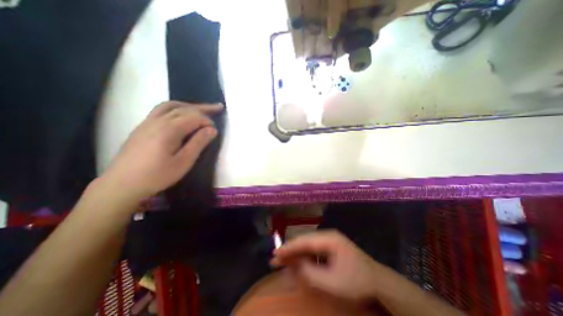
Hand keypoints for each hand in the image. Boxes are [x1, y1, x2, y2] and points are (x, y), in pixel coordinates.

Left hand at [101, 101, 224, 201]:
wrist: (122, 184)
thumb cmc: (157, 175)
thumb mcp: (184, 162)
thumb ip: (198, 143)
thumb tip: (212, 130)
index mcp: (169, 129)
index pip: (194, 117)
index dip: (207, 121)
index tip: (215, 131)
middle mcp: (158, 121)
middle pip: (184, 108)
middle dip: (203, 108)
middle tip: (218, 107)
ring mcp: (148, 122)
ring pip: (171, 106)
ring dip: (188, 105)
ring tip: (200, 108)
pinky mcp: (143, 127)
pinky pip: (161, 110)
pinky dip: (176, 108)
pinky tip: (180, 114)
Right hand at [270, 232, 391, 300]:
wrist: (378, 281)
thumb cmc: (357, 281)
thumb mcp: (333, 282)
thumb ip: (311, 273)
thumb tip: (294, 265)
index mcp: (329, 239)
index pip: (304, 241)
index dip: (289, 247)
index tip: (275, 254)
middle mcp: (327, 236)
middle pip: (304, 241)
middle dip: (289, 250)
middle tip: (274, 259)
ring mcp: (329, 240)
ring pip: (307, 245)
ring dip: (295, 253)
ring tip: (282, 261)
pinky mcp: (330, 247)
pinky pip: (313, 250)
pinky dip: (303, 256)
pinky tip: (296, 263)